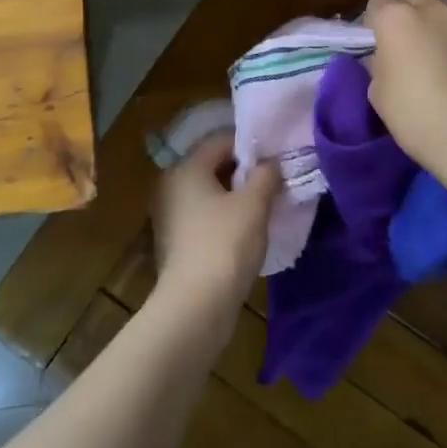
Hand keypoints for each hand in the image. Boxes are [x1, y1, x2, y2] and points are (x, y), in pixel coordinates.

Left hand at [150, 133, 276, 331]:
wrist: (194, 307)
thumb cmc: (224, 245)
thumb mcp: (254, 205)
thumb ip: (266, 175)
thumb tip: (272, 163)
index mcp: (185, 168)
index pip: (221, 140)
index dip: (252, 146)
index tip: (277, 158)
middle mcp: (171, 184)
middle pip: (213, 165)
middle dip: (244, 171)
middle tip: (275, 182)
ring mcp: (169, 214)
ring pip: (209, 192)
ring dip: (235, 196)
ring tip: (265, 206)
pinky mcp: (175, 240)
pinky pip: (203, 215)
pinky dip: (223, 217)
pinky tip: (245, 231)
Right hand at [364, 0, 446, 179]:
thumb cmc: (414, 115)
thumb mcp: (377, 91)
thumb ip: (380, 62)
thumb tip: (387, 56)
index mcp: (397, 18)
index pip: (377, 2)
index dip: (374, 22)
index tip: (377, 43)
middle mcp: (433, 8)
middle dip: (408, 10)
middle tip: (408, 40)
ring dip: (438, 20)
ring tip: (440, 49)